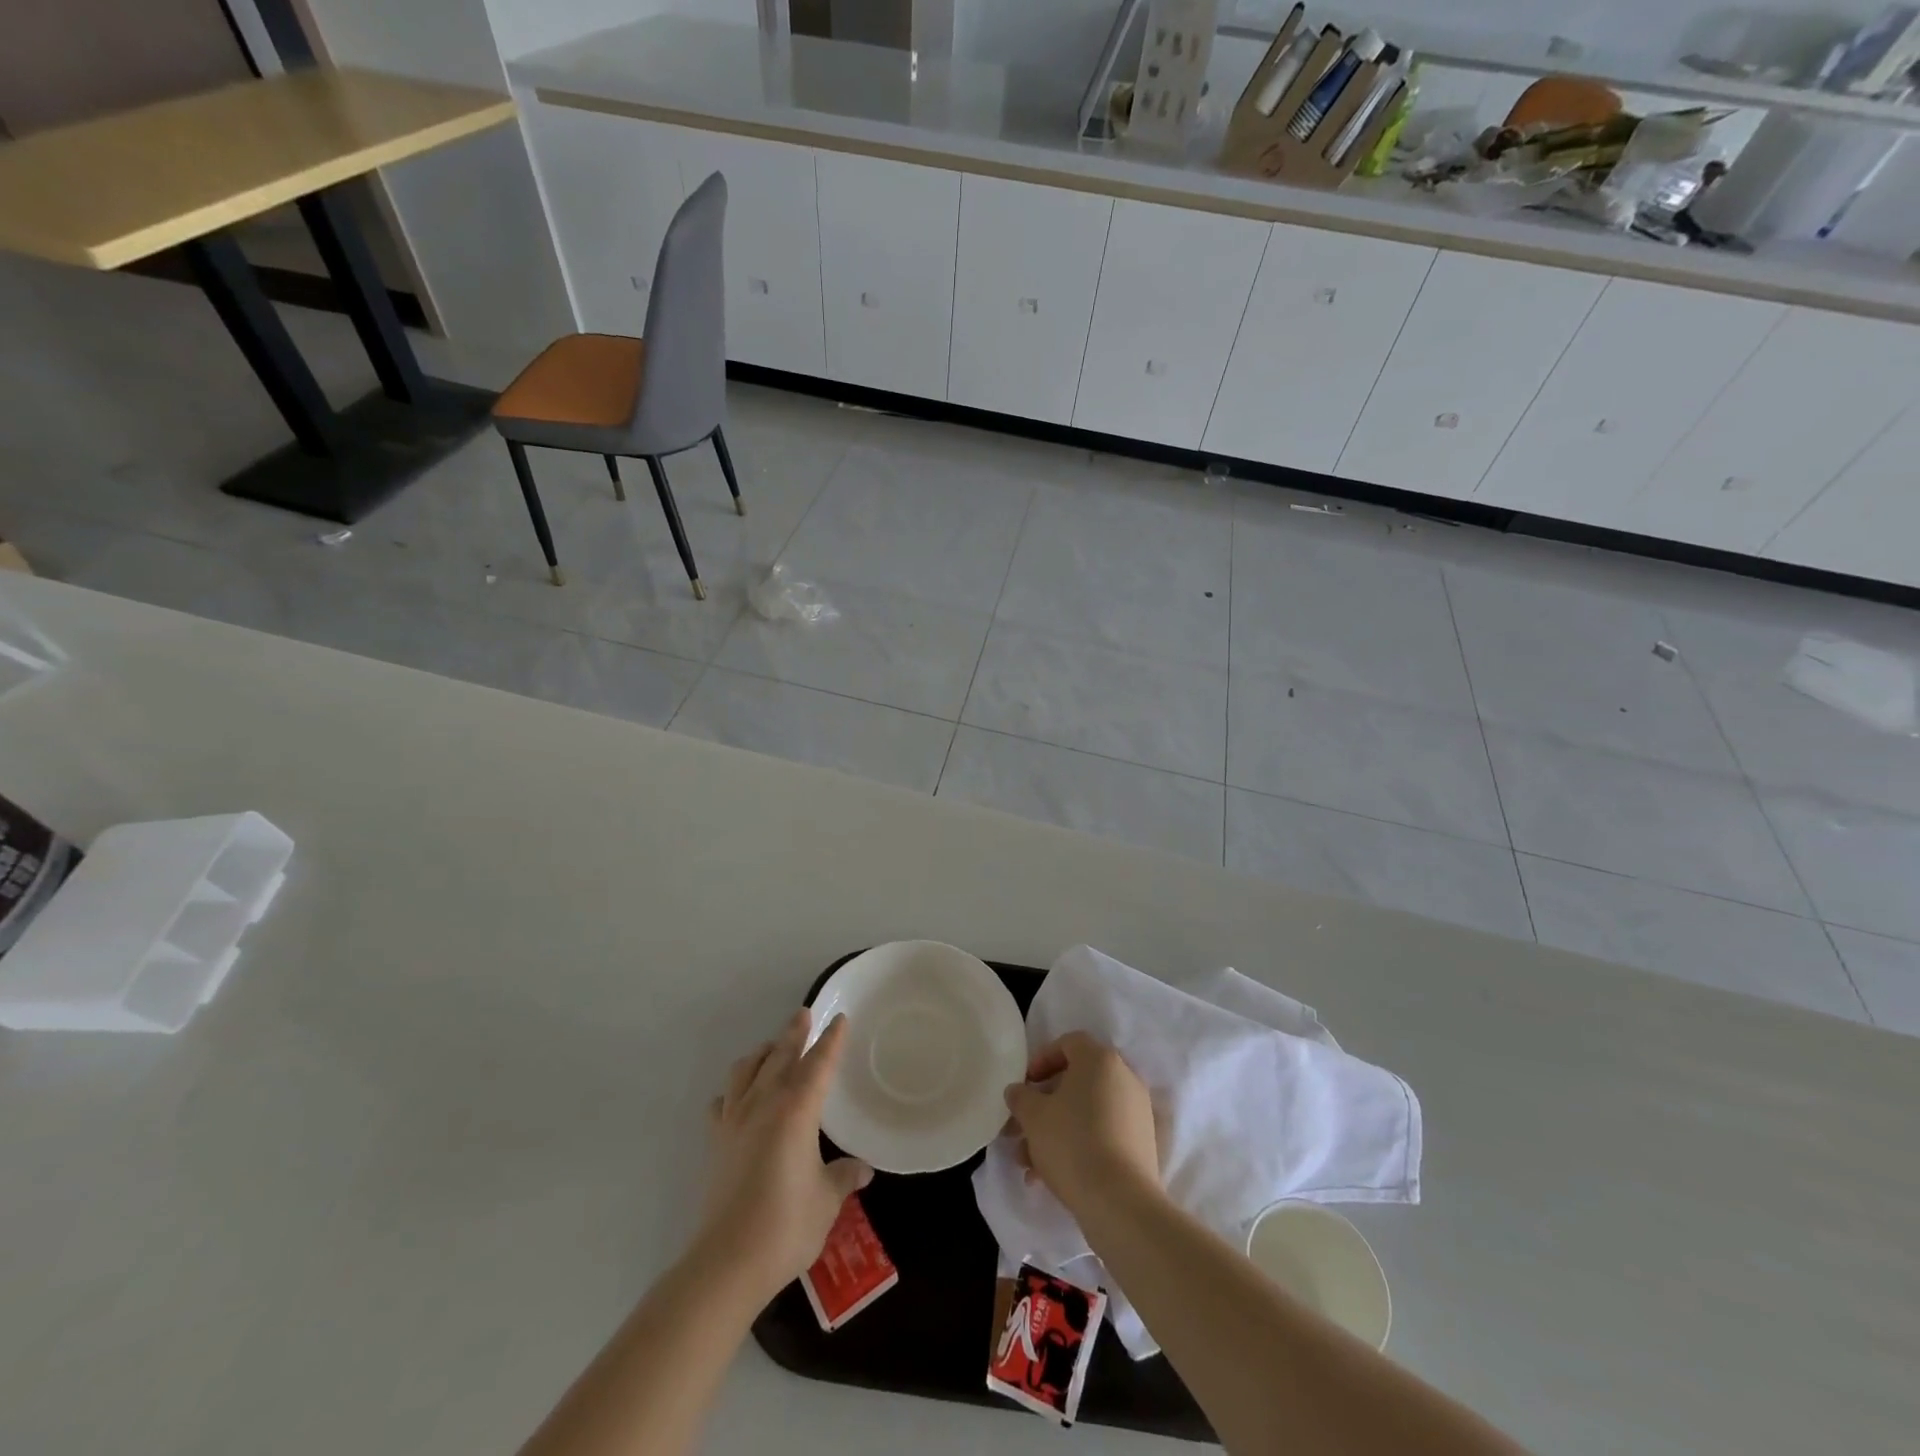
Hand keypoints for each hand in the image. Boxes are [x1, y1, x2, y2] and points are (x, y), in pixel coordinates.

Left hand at [696, 1008, 873, 1302]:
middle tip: (803, 1013)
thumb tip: (862, 1169)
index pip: (819, 1064)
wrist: (727, 1262)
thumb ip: (843, 1177)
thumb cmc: (786, 1225)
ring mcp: (735, 1122)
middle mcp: (764, 1104)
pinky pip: (723, 1103)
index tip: (839, 1019)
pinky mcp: (716, 1143)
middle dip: (794, 1034)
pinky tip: (736, 1098)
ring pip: (746, 1071)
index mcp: (797, 1110)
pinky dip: (732, 1092)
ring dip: (761, 1054)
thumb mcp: (827, 1200)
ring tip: (771, 1049)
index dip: (831, 1040)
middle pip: (780, 1056)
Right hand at [1004, 1032, 1159, 1220]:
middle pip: (1076, 1081)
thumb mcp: (1033, 1116)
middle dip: (1044, 1104)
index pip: (1069, 1043)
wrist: (1120, 1203)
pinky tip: (1050, 1176)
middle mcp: (1124, 1078)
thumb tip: (1018, 1091)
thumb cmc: (1071, 1143)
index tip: (1024, 1084)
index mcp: (1100, 1060)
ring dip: (1055, 1130)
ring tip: (1028, 1162)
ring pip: (1086, 1112)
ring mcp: (1137, 1113)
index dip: (1042, 1059)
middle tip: (1020, 1127)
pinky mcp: (1142, 1145)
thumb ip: (1020, 1097)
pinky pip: (1103, 1134)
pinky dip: (1078, 1145)